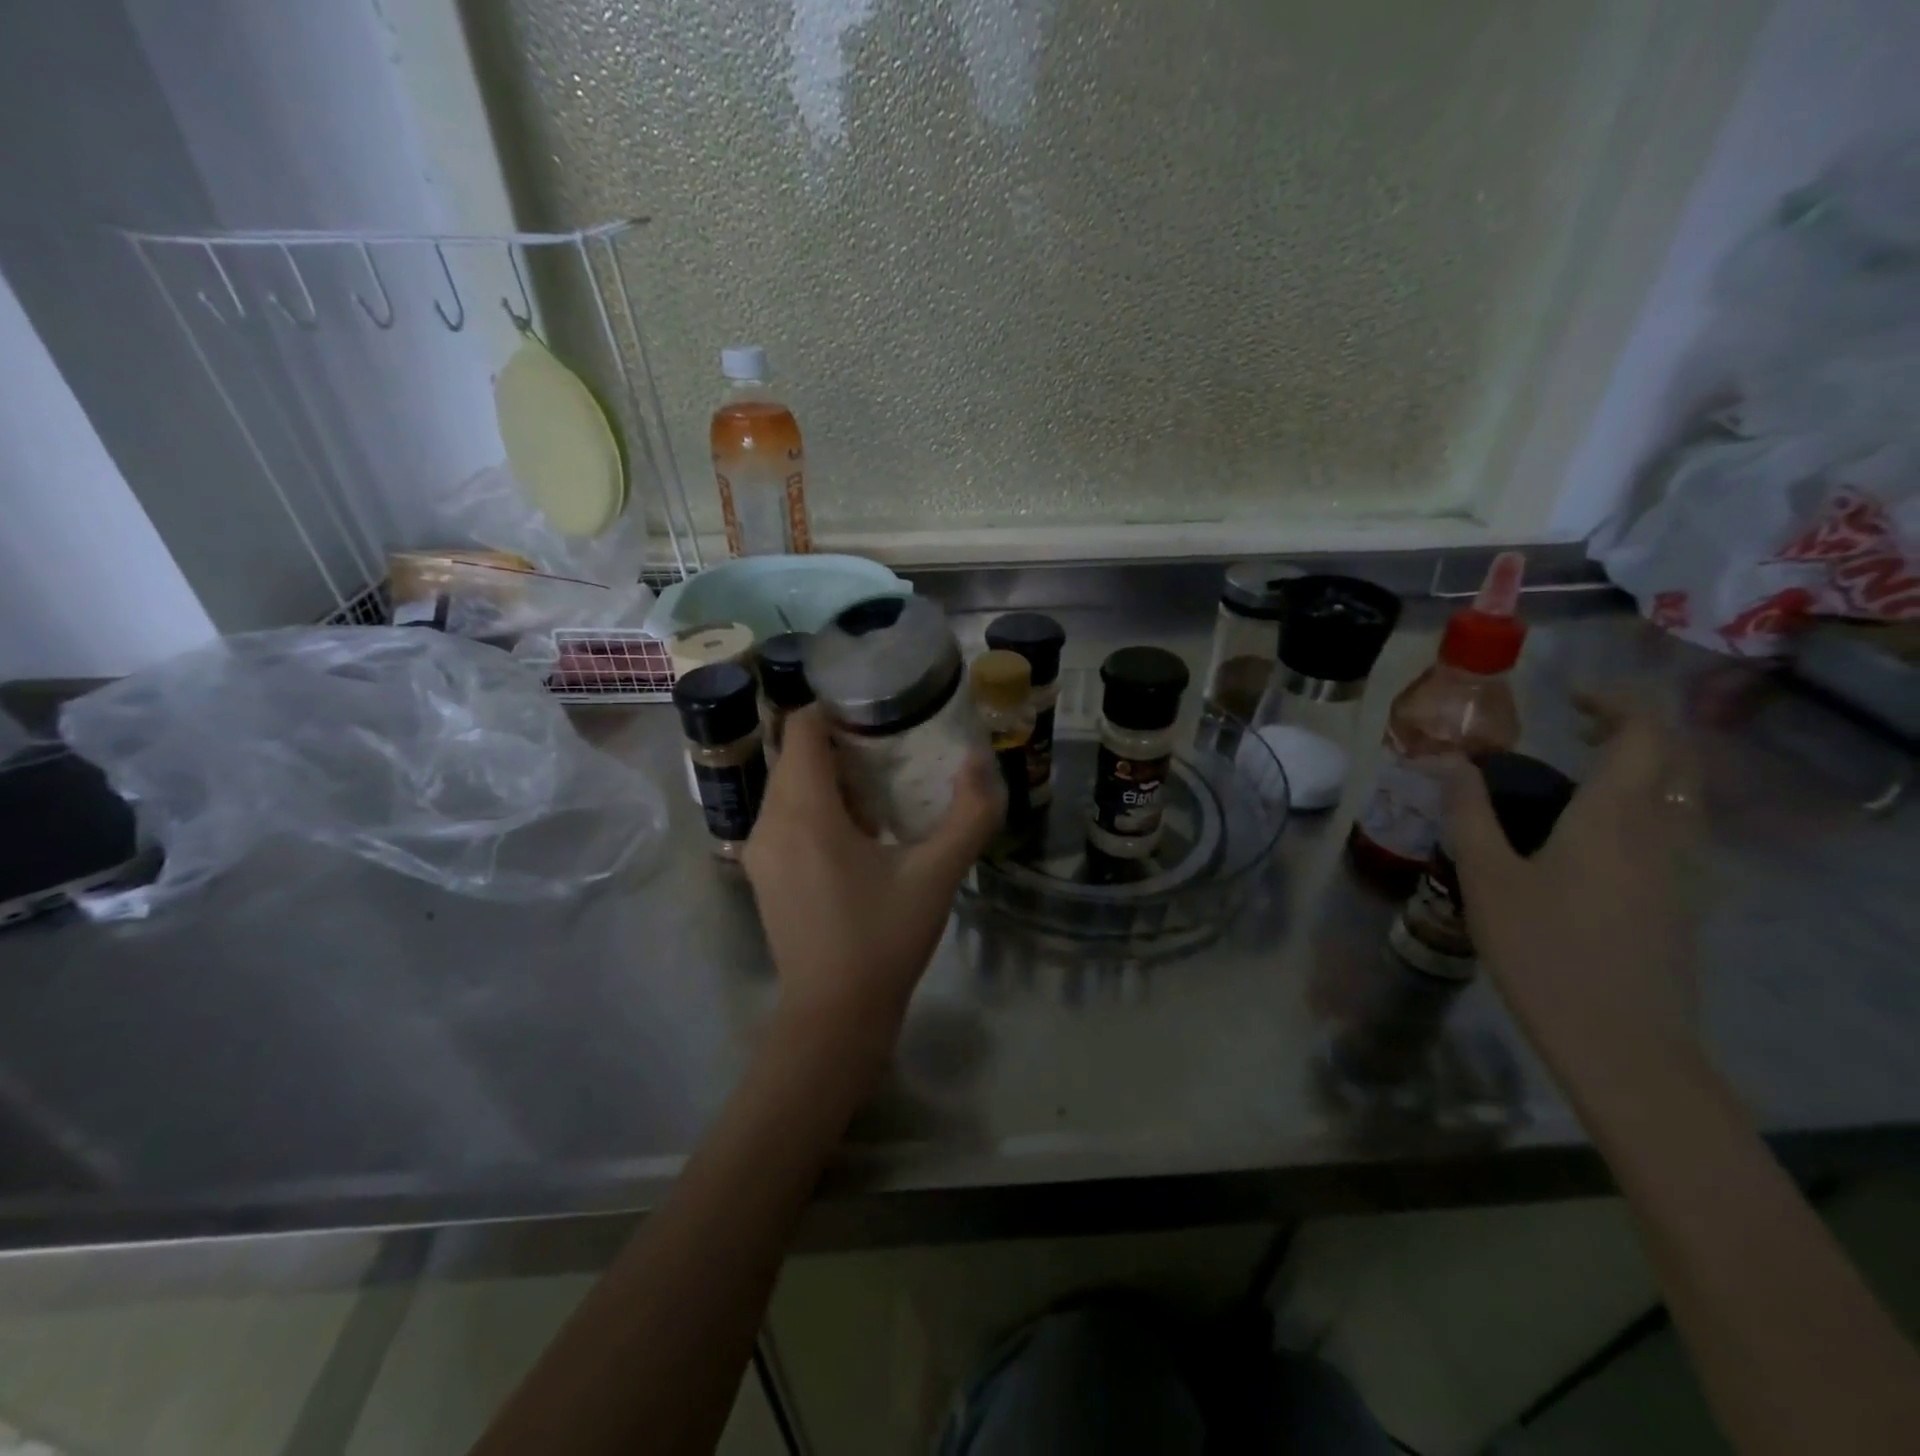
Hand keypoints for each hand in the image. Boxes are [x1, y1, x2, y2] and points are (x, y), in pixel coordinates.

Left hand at [742, 707, 1001, 1041]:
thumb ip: (969, 814)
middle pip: (797, 755)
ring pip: (790, 786)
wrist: (833, 1018)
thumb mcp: (937, 874)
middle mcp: (768, 822)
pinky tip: (860, 832)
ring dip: (830, 777)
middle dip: (841, 742)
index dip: (837, 708)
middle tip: (893, 745)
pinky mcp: (762, 874)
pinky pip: (786, 816)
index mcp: (802, 811)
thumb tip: (980, 761)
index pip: (802, 728)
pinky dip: (817, 806)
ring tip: (883, 786)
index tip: (880, 709)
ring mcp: (759, 851)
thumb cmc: (883, 939)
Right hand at [1446, 705, 1702, 1084]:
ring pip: (1679, 793)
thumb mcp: (1487, 877)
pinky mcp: (1682, 900)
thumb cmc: (1544, 950)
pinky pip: (1673, 827)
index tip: (1567, 696)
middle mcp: (1662, 830)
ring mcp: (1682, 868)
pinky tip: (1591, 834)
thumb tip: (1448, 760)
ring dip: (1641, 766)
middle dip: (1631, 727)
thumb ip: (1469, 812)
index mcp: (1615, 815)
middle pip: (1673, 756)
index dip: (1614, 701)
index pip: (1644, 731)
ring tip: (1579, 775)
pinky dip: (1643, 805)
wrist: (1621, 1043)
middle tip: (1577, 726)